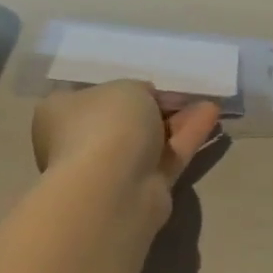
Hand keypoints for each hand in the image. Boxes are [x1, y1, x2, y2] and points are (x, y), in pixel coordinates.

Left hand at [31, 81, 219, 203]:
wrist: (113, 187)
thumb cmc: (106, 125)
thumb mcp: (126, 88)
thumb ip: (138, 90)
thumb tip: (146, 100)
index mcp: (61, 114)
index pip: (93, 97)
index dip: (124, 89)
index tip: (152, 84)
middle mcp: (82, 142)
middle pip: (126, 120)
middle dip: (157, 107)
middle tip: (185, 95)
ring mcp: (112, 169)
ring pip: (151, 139)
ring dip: (178, 121)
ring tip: (207, 103)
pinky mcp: (143, 188)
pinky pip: (168, 155)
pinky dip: (189, 136)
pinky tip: (211, 115)